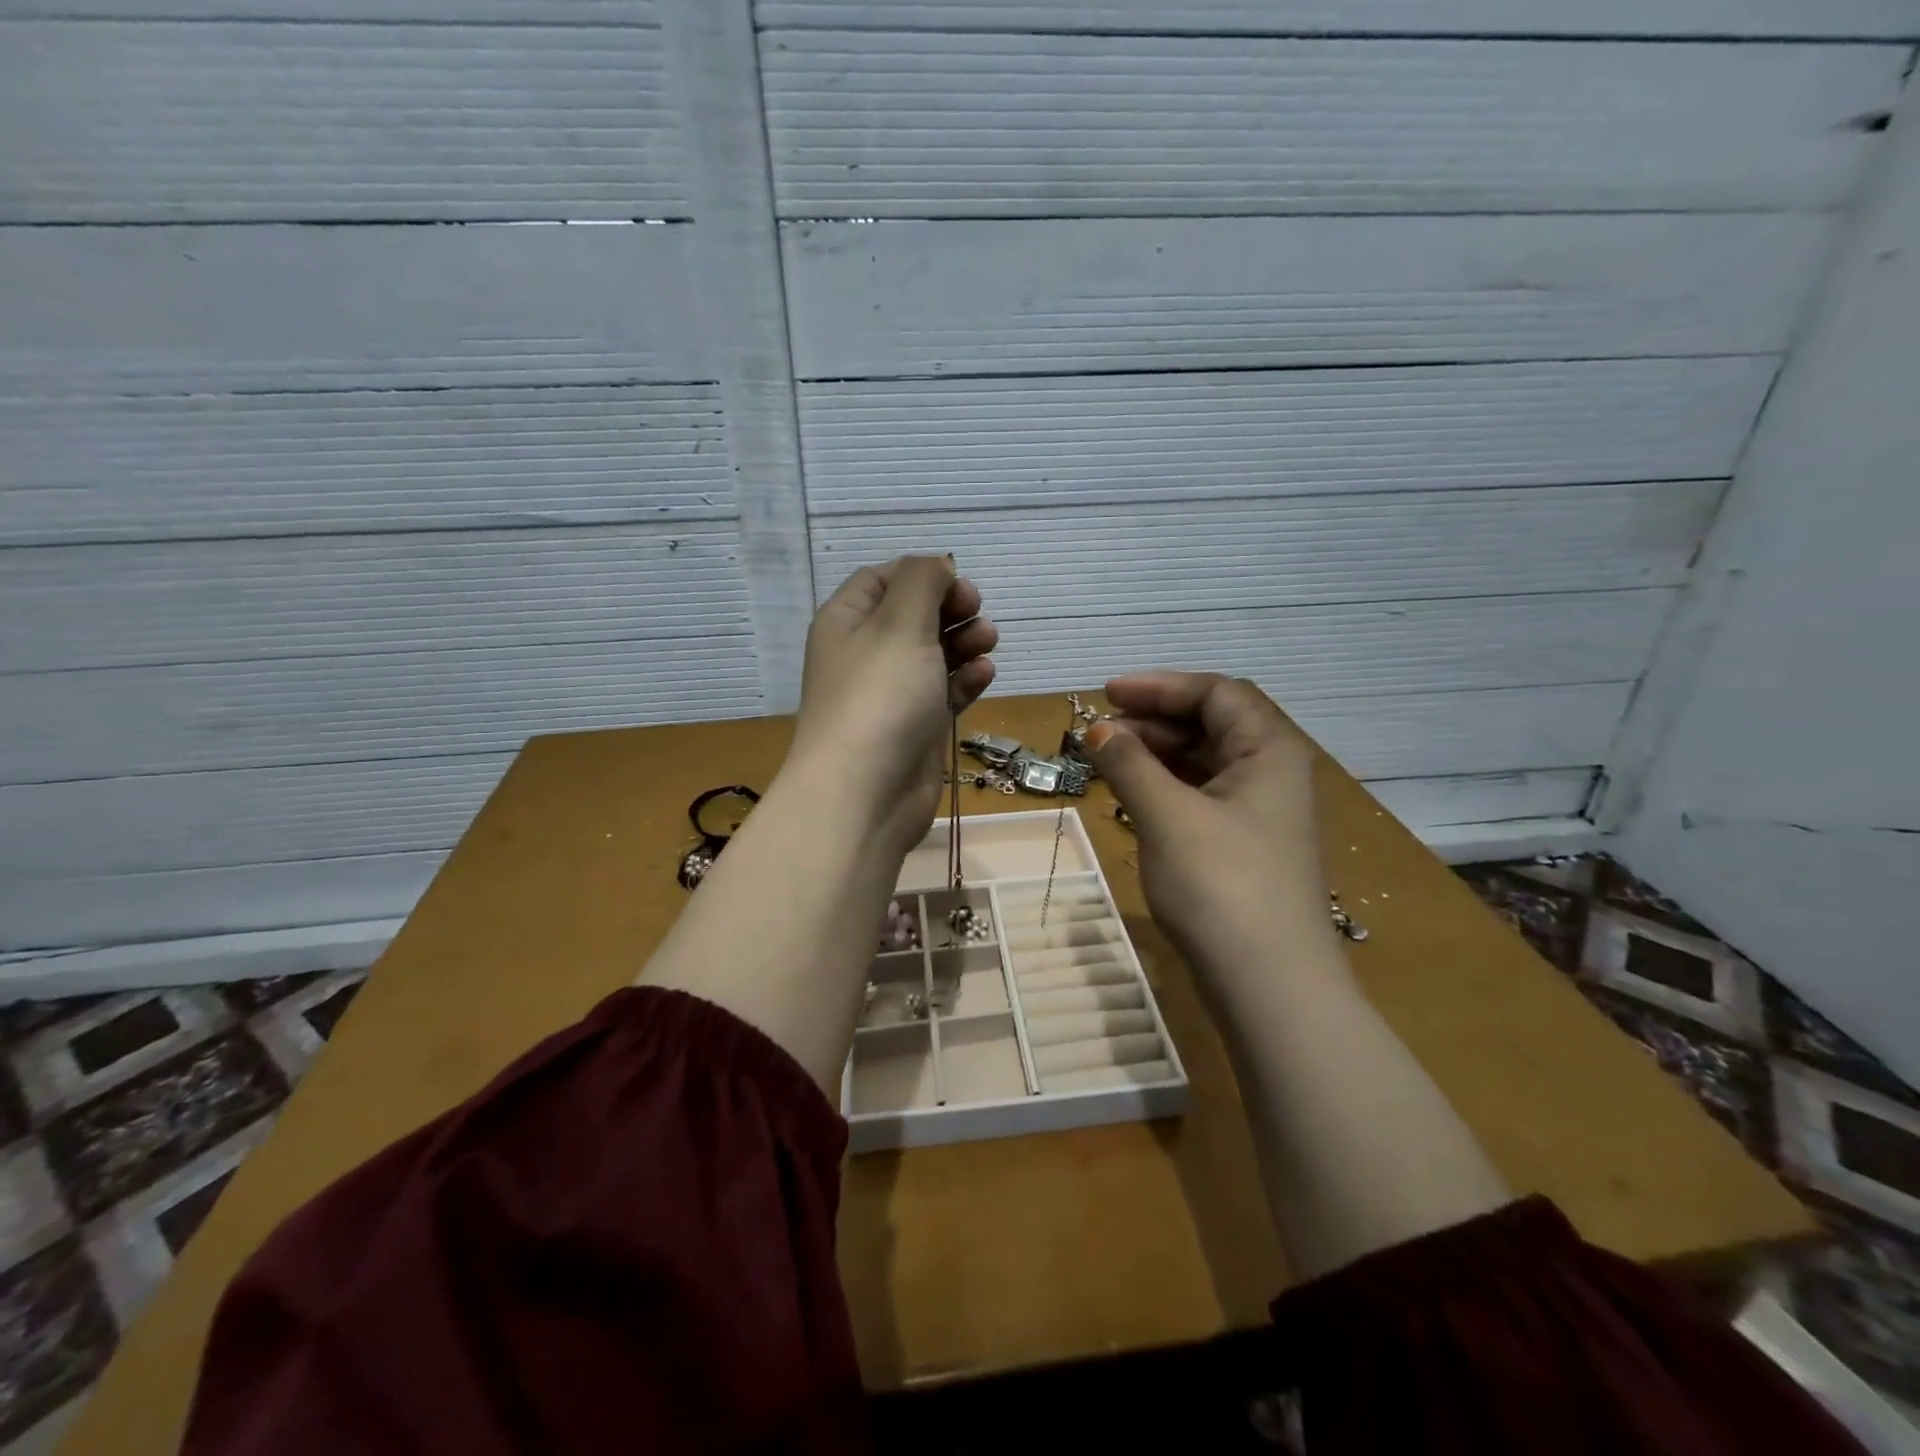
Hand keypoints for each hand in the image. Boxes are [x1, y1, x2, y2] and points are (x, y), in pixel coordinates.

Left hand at [788, 556, 997, 853]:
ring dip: (963, 642)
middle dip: (949, 608)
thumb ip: (922, 582)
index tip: (958, 582)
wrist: (865, 794)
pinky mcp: (914, 727)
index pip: (882, 579)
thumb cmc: (880, 697)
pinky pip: (943, 692)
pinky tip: (983, 676)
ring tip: (988, 642)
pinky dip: (964, 680)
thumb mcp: (900, 623)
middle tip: (977, 611)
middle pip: (912, 615)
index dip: (922, 574)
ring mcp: (890, 694)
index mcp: (847, 621)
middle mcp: (865, 654)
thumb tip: (937, 566)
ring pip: (933, 653)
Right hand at [1087, 673, 1334, 980]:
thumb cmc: (1220, 885)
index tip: (1107, 694)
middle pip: (1212, 724)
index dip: (1160, 687)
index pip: (1216, 693)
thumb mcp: (1167, 816)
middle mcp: (1273, 773)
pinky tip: (1134, 797)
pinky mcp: (1246, 846)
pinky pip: (1203, 796)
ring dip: (1157, 754)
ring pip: (1205, 762)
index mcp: (1269, 751)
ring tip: (1109, 761)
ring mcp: (1261, 813)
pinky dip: (1166, 788)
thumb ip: (1130, 764)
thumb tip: (1098, 731)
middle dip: (1154, 721)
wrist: (1269, 985)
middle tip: (1101, 731)